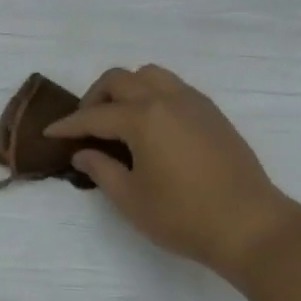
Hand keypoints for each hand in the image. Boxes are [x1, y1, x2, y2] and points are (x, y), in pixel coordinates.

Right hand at [44, 66, 297, 277]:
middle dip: (95, 98)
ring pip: (150, 75)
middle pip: (120, 79)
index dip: (68, 125)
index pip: (94, 115)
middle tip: (86, 126)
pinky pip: (174, 87)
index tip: (50, 133)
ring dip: (127, 89)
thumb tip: (83, 152)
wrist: (249, 224)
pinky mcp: (212, 113)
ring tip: (119, 120)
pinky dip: (153, 96)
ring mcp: (194, 102)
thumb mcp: (131, 199)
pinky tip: (151, 127)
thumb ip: (102, 170)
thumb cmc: (184, 216)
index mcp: (143, 117)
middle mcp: (167, 98)